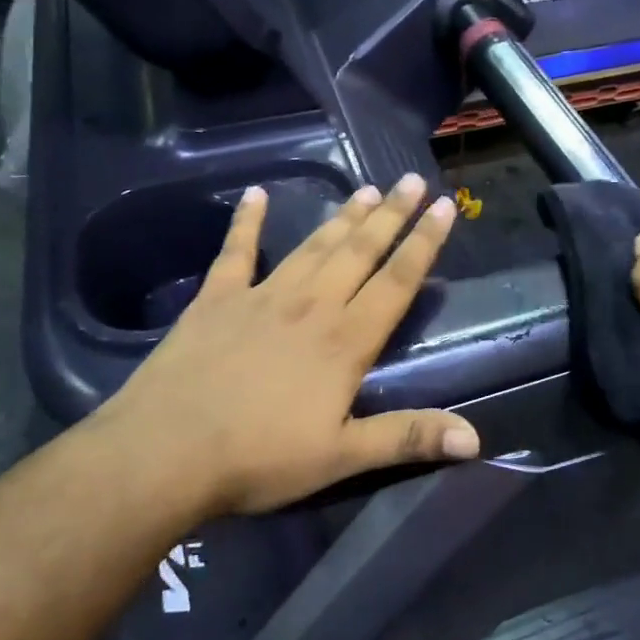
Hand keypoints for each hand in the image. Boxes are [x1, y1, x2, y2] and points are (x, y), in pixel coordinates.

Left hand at [88, 175, 478, 516]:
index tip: (444, 207)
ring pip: (313, 246)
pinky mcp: (216, 299)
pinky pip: (236, 251)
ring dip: (342, 217)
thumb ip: (407, 437)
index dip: (423, 244)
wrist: (164, 452)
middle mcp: (311, 305)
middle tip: (412, 180)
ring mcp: (261, 296)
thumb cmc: (259, 458)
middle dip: (391, 215)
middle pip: (359, 251)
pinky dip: (246, 221)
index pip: (396, 282)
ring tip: (367, 189)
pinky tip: (255, 194)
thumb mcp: (341, 456)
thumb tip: (475, 439)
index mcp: (345, 341)